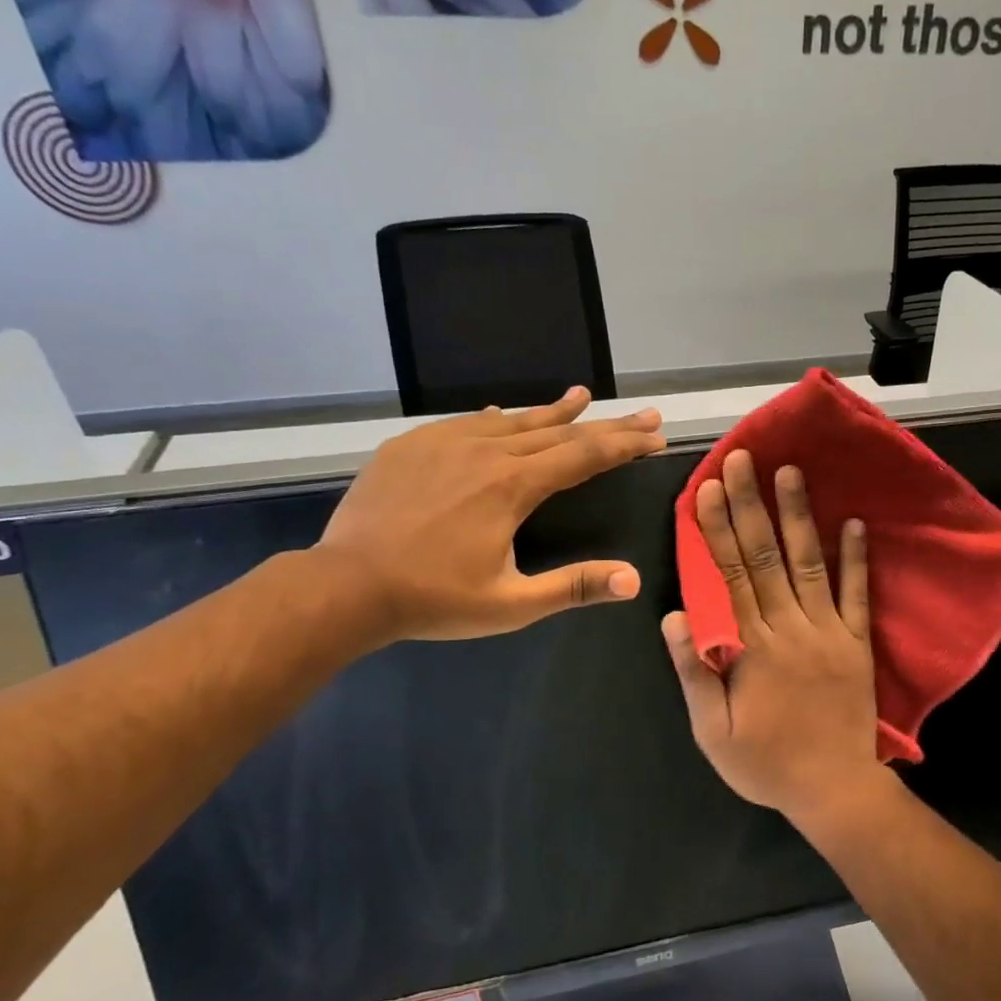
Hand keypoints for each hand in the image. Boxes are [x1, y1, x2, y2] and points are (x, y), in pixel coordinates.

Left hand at [317, 388, 665, 642]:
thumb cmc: (433, 598)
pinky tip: (502, 413)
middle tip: (643, 414)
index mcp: (513, 486)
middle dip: (605, 424)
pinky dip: (497, 418)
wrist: (345, 584)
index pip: (584, 455)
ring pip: (512, 419)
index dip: (624, 444)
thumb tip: (633, 580)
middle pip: (558, 431)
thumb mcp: (510, 604)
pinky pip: (467, 422)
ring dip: (552, 411)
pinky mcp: (413, 444)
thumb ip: (573, 587)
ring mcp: (445, 441)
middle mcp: (485, 451)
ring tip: (581, 396)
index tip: (655, 434)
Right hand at [662, 450, 884, 825]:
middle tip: (745, 459)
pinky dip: (857, 558)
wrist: (835, 790)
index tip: (708, 489)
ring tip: (792, 472)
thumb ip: (695, 673)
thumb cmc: (767, 764)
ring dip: (800, 516)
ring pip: (811, 564)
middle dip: (752, 504)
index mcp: (754, 647)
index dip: (717, 530)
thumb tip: (673, 617)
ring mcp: (830, 632)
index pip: (729, 576)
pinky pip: (858, 594)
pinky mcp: (858, 642)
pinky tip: (856, 522)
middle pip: (766, 557)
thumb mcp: (713, 732)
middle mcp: (792, 627)